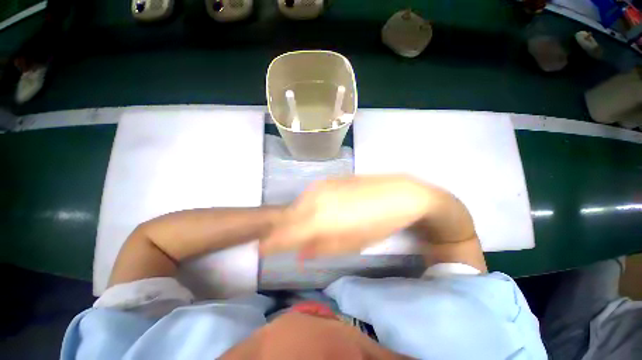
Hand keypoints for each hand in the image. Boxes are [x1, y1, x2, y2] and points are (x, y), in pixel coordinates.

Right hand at [260, 175, 436, 258]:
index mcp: (319, 219)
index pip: (285, 233)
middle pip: (288, 217)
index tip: (262, 250)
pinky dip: (308, 207)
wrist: (399, 192)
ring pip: (298, 205)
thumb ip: (322, 248)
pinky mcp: (328, 179)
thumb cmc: (379, 223)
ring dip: (298, 218)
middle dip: (285, 231)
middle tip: (289, 241)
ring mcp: (320, 186)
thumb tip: (300, 254)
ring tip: (308, 228)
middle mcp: (314, 199)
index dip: (271, 243)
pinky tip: (320, 211)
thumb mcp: (352, 243)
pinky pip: (309, 196)